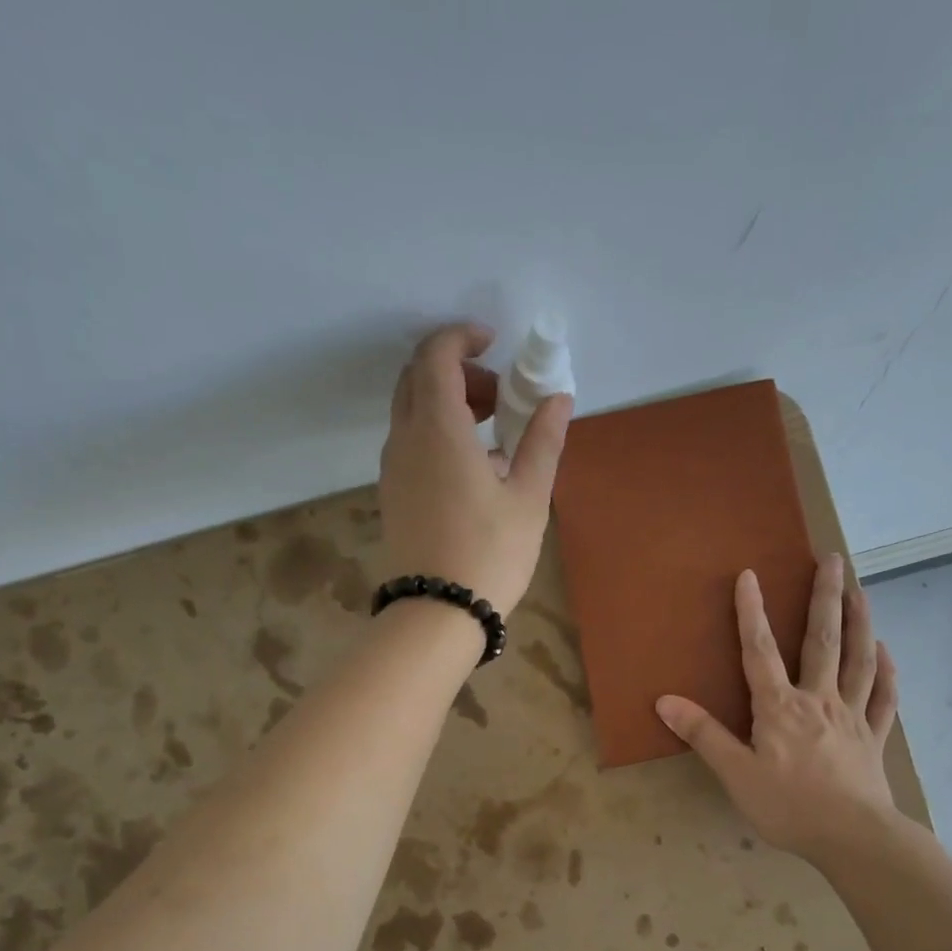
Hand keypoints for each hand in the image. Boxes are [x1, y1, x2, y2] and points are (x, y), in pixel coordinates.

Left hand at [378, 322, 572, 613]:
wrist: (437, 613)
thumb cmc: (490, 553)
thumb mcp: (527, 498)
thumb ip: (542, 442)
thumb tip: (558, 399)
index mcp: (438, 428)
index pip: (436, 355)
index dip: (462, 337)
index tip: (494, 344)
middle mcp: (405, 438)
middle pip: (418, 378)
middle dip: (458, 371)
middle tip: (499, 396)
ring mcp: (393, 468)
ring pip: (411, 412)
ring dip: (447, 405)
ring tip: (492, 437)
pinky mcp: (392, 495)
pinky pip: (410, 444)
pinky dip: (437, 435)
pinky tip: (472, 471)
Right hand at [655, 555, 899, 863]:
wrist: (852, 837)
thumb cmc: (788, 806)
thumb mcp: (735, 774)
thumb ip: (704, 735)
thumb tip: (665, 701)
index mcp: (780, 708)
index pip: (760, 651)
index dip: (752, 613)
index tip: (750, 575)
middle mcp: (818, 700)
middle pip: (822, 641)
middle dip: (825, 598)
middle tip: (834, 560)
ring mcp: (852, 716)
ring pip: (859, 659)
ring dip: (860, 622)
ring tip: (861, 591)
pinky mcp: (874, 737)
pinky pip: (883, 696)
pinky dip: (886, 671)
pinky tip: (886, 651)